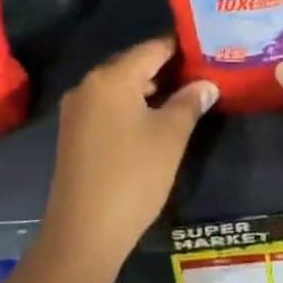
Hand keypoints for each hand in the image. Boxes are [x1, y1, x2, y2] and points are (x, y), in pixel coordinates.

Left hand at [41, 37, 215, 274]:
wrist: (82, 235)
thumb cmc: (132, 178)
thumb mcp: (170, 136)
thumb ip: (190, 102)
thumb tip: (207, 83)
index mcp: (111, 77)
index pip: (153, 48)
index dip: (182, 47)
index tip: (208, 49)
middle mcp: (89, 84)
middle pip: (134, 64)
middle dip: (167, 67)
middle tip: (202, 73)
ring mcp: (77, 109)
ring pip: (121, 86)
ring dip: (150, 88)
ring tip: (185, 95)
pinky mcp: (74, 132)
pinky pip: (108, 105)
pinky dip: (132, 105)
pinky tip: (154, 119)